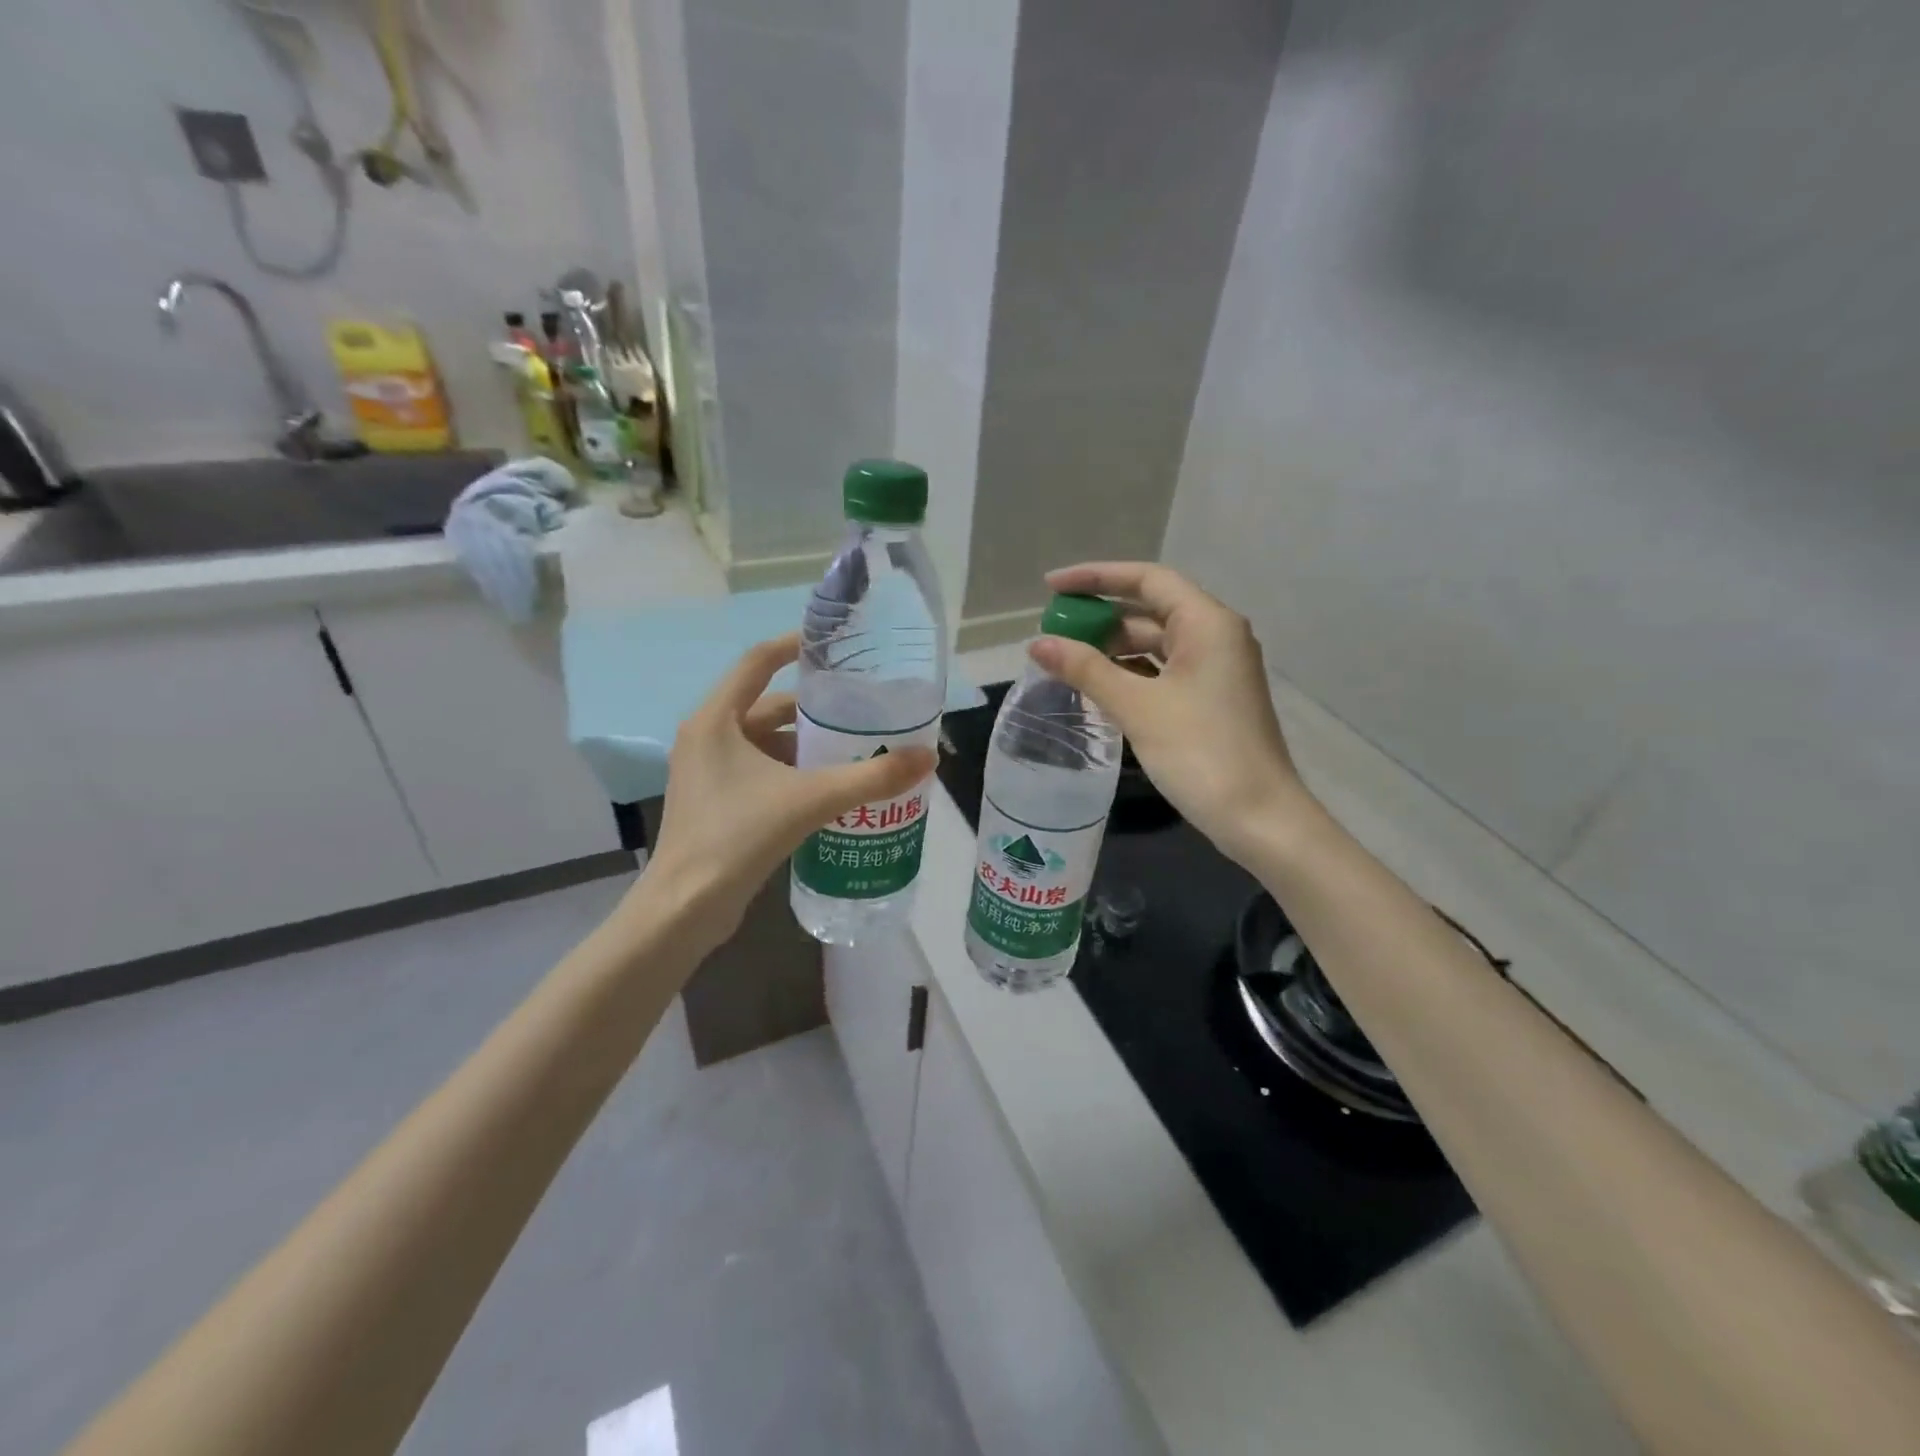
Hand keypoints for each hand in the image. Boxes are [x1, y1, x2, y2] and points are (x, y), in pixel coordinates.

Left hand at [622, 634, 934, 956]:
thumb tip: (926, 758)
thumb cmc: (739, 836)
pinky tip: (827, 788)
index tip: (834, 644)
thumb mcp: (810, 800)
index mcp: (716, 720)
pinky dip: (791, 771)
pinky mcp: (714, 801)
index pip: (757, 662)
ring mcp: (707, 771)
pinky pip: (759, 771)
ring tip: (854, 749)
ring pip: (765, 742)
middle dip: (813, 709)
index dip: (795, 646)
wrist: (687, 907)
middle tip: (860, 710)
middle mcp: (706, 737)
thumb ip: (871, 778)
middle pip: (766, 706)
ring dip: (805, 744)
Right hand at [1032, 562, 1313, 860]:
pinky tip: (1097, 687)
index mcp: (1207, 623)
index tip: (1052, 588)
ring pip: (1155, 644)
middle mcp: (1216, 636)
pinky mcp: (1211, 699)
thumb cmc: (1201, 753)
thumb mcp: (1137, 707)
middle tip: (1052, 631)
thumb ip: (1086, 670)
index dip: (1096, 578)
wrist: (1259, 818)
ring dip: (1112, 649)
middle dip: (1100, 617)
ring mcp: (1215, 670)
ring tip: (1065, 660)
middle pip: (1150, 610)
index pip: (1147, 580)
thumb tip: (1036, 644)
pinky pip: (1163, 671)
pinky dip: (1130, 673)